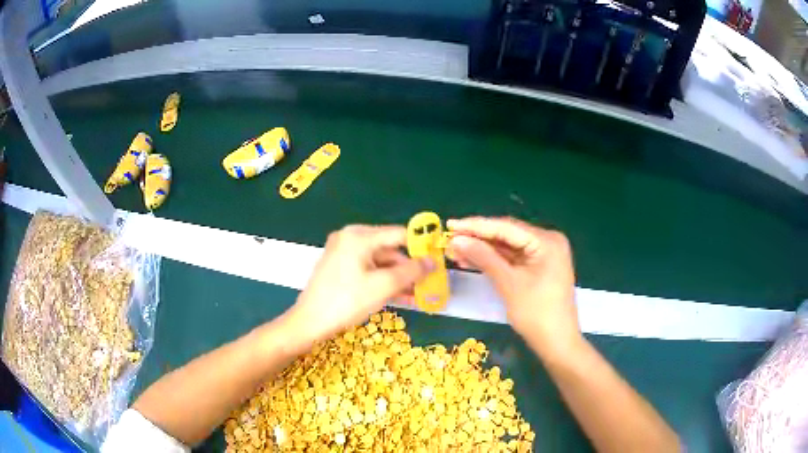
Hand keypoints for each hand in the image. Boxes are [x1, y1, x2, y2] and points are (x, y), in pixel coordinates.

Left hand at [282, 225, 433, 349]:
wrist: (309, 322)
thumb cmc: (346, 301)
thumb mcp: (383, 286)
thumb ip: (411, 271)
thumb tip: (433, 262)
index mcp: (359, 236)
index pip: (398, 234)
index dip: (420, 246)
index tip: (438, 259)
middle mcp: (350, 238)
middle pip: (389, 249)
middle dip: (409, 268)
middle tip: (429, 283)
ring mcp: (343, 253)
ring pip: (379, 262)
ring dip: (399, 278)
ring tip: (418, 295)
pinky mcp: (340, 268)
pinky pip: (368, 270)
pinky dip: (383, 281)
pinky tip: (401, 296)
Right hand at [447, 217, 579, 355]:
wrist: (557, 343)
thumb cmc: (537, 314)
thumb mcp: (509, 284)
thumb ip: (484, 257)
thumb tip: (456, 240)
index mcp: (547, 241)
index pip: (506, 227)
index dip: (475, 225)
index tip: (450, 224)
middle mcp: (548, 241)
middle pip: (507, 235)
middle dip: (477, 238)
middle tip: (449, 240)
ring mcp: (544, 254)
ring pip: (507, 247)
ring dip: (483, 250)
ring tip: (454, 252)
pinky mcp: (539, 267)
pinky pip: (513, 258)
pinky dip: (494, 260)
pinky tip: (471, 261)